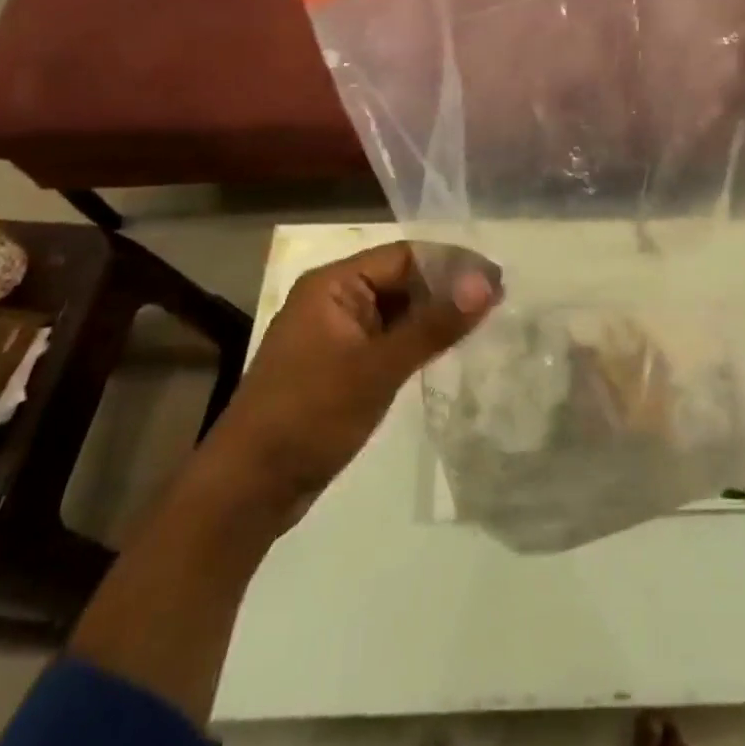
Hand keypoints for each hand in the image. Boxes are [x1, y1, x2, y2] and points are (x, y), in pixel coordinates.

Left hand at [213, 242, 499, 530]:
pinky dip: (415, 341)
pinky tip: (446, 351)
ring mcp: (335, 334)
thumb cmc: (309, 416)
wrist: (247, 490)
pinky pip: (386, 339)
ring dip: (433, 316)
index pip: (404, 255)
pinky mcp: (339, 366)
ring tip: (483, 324)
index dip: (452, 263)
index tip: (497, 280)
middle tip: (498, 304)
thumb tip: (487, 282)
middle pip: (401, 279)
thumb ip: (434, 324)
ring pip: (396, 311)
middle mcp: (334, 299)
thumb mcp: (377, 368)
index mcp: (334, 284)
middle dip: (446, 288)